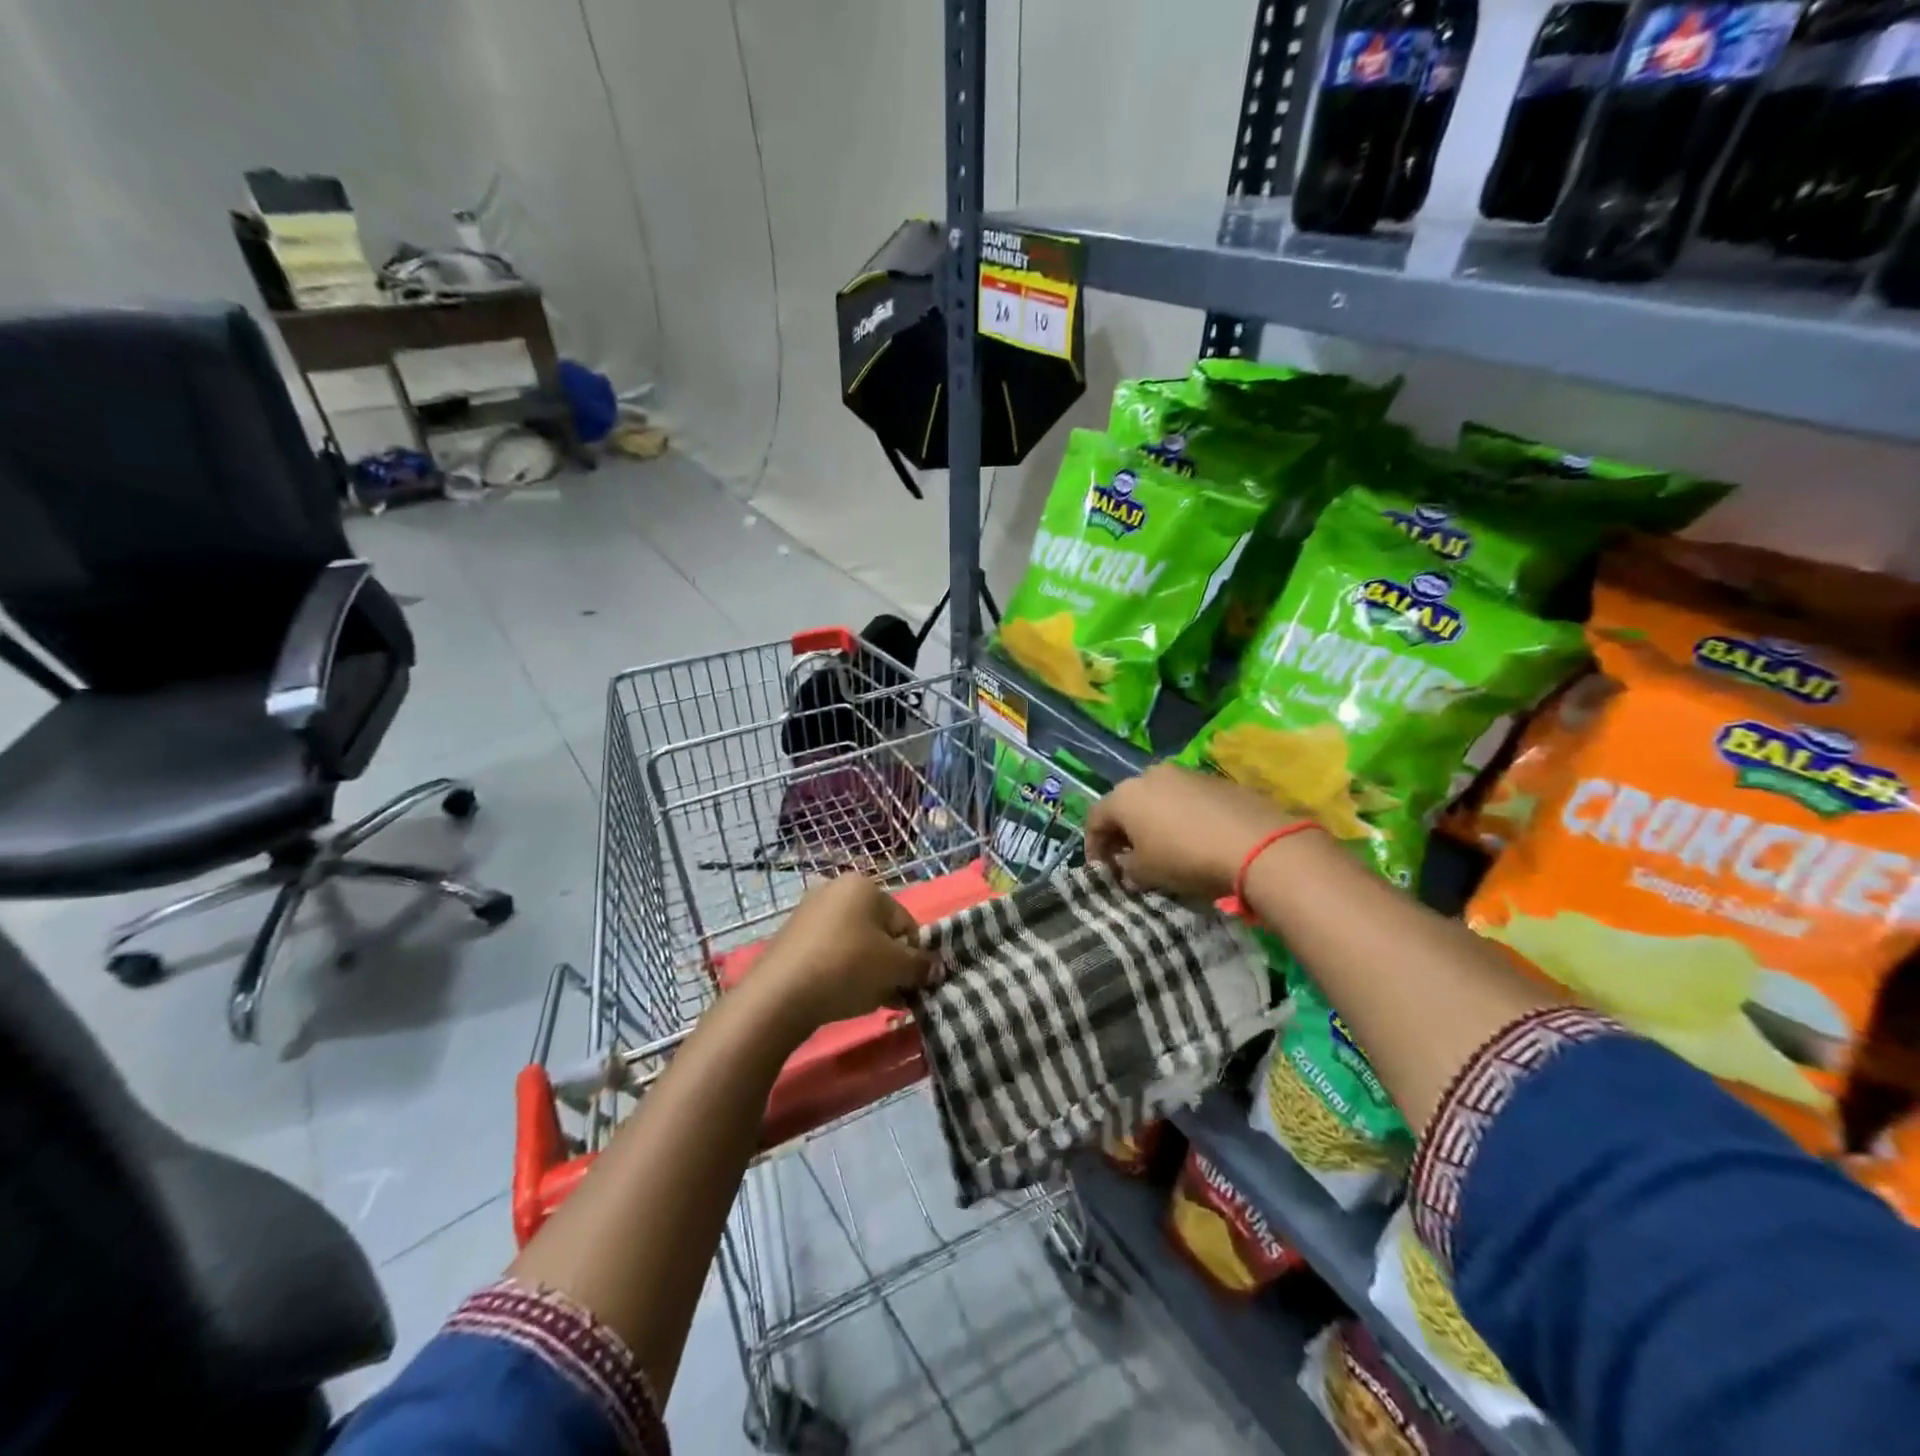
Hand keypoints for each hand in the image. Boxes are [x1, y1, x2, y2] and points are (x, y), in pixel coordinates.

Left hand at [755, 876, 935, 1030]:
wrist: (780, 995)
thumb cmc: (847, 967)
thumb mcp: (895, 968)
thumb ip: (921, 965)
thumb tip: (936, 967)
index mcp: (864, 885)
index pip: (905, 922)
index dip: (913, 955)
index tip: (911, 984)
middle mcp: (836, 889)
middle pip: (879, 932)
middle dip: (890, 964)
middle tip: (892, 995)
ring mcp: (809, 912)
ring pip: (855, 944)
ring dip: (868, 971)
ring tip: (868, 1000)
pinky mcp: (791, 937)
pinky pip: (830, 953)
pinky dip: (841, 972)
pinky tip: (842, 997)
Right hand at [1086, 763, 1299, 899]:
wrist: (1257, 845)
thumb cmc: (1187, 859)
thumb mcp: (1147, 873)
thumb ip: (1127, 869)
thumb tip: (1126, 866)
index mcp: (1125, 795)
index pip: (1094, 819)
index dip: (1094, 847)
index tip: (1102, 870)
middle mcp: (1150, 775)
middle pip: (1125, 804)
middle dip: (1123, 832)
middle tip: (1129, 859)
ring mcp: (1184, 773)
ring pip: (1157, 798)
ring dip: (1153, 822)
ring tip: (1163, 848)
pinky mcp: (1214, 780)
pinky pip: (1185, 799)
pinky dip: (1180, 817)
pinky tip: (1193, 838)